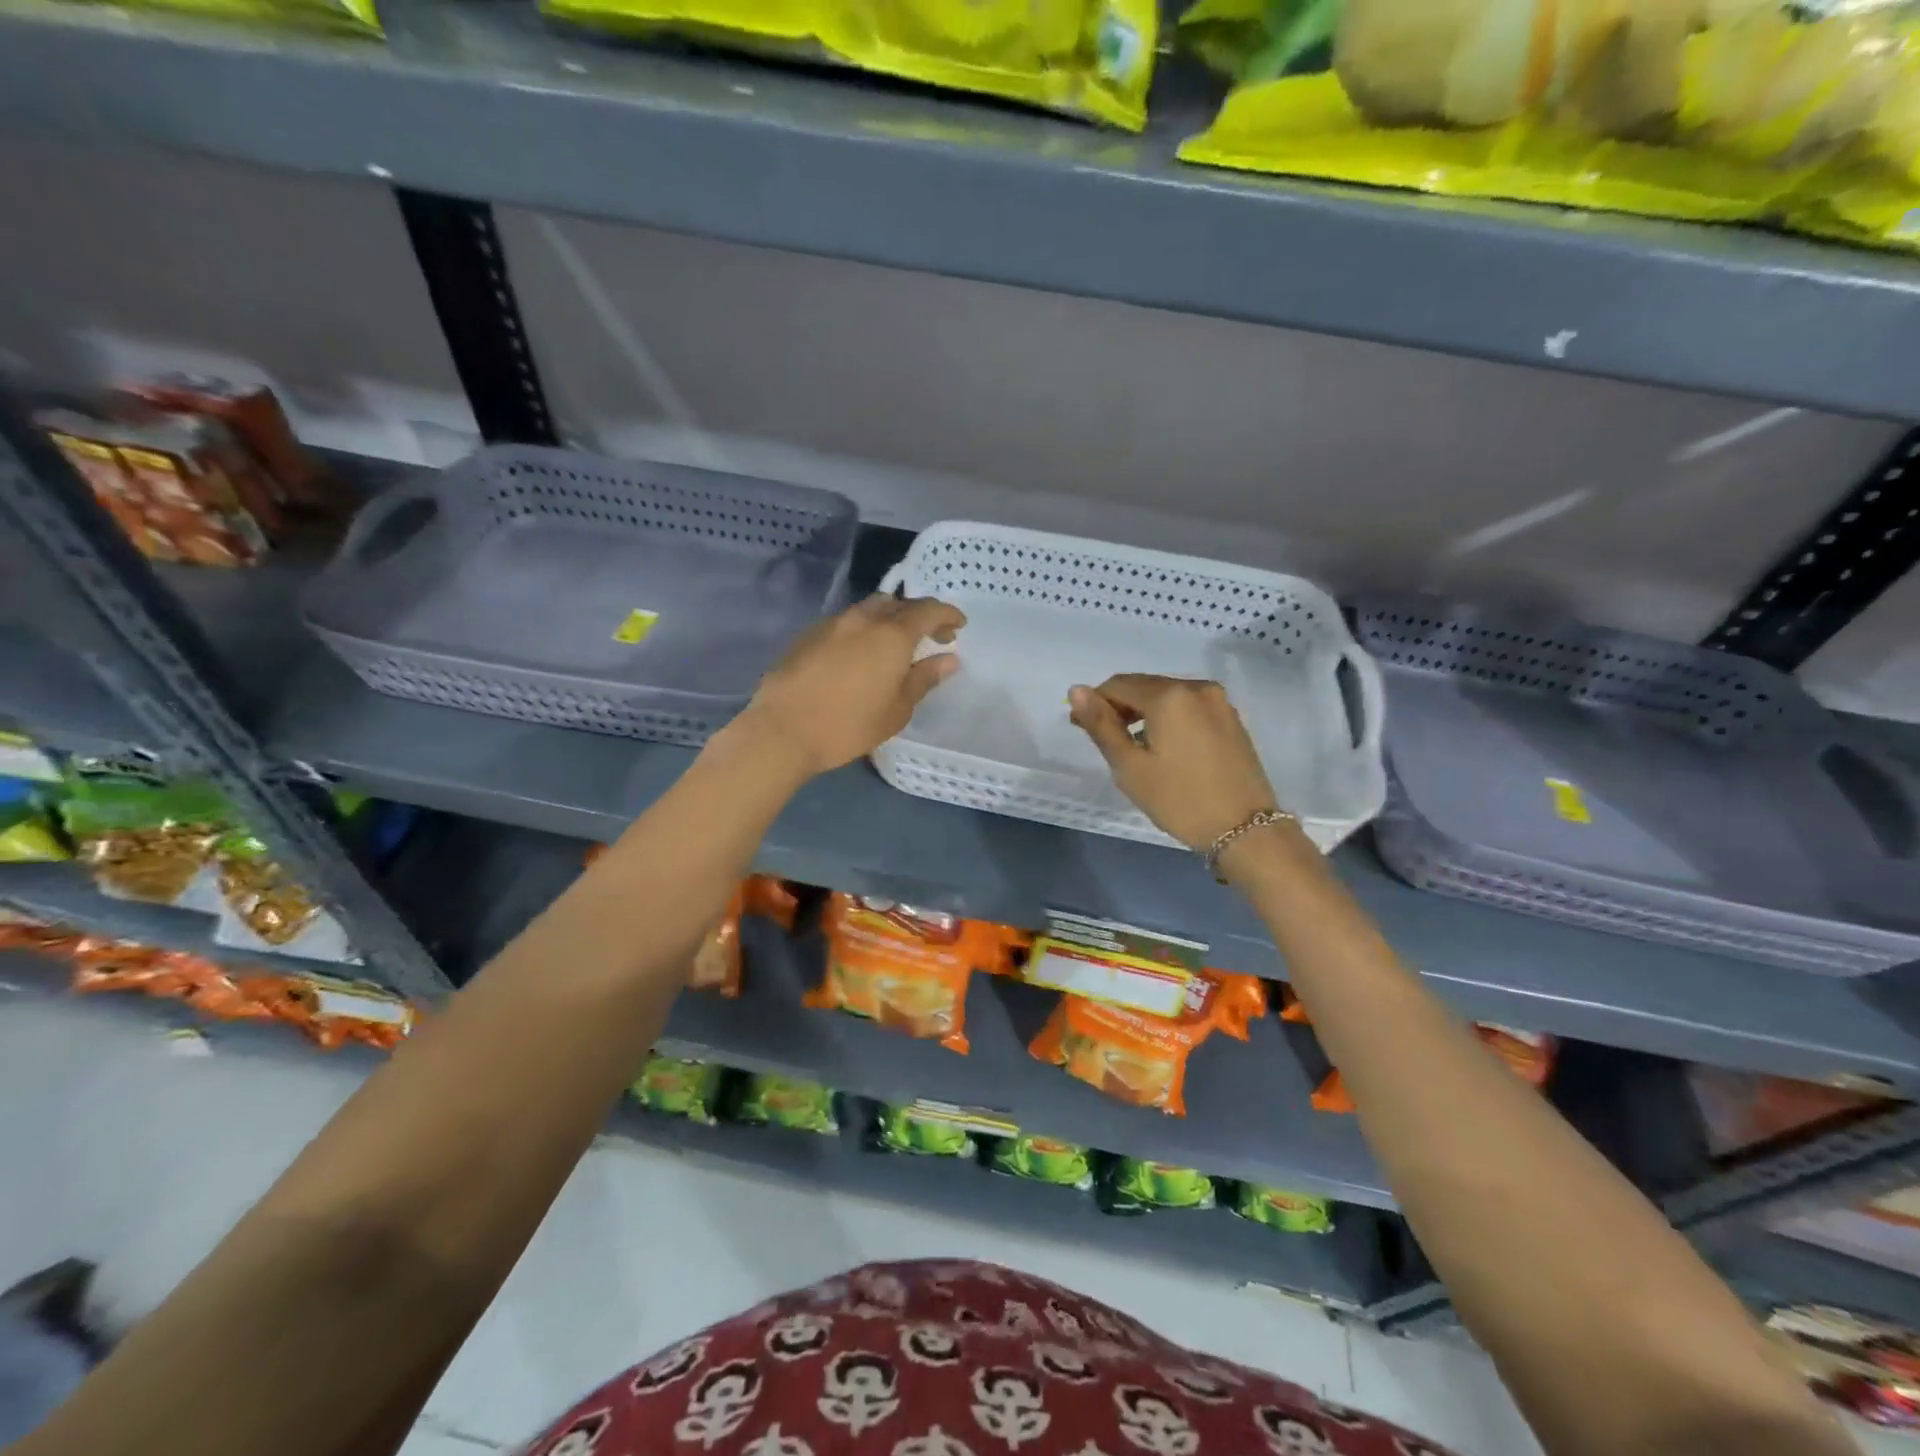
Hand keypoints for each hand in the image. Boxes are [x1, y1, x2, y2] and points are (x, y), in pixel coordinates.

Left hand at [739, 594, 965, 777]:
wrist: (782, 730)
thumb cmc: (848, 725)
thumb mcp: (896, 710)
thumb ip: (923, 679)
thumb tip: (948, 659)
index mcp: (891, 635)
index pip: (927, 610)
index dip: (947, 614)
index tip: (959, 626)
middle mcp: (863, 619)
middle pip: (898, 604)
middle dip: (919, 615)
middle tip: (931, 636)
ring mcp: (833, 624)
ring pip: (869, 609)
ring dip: (889, 619)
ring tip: (896, 644)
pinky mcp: (809, 635)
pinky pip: (847, 622)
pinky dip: (864, 629)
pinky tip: (862, 654)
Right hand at [1069, 675, 1279, 851]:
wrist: (1246, 830)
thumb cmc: (1180, 800)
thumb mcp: (1130, 766)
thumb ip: (1101, 725)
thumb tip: (1076, 690)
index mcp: (1168, 696)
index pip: (1118, 685)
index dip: (1094, 702)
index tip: (1081, 728)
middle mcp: (1196, 687)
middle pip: (1144, 686)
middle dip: (1120, 707)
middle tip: (1105, 741)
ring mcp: (1218, 702)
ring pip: (1167, 696)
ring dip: (1144, 713)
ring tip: (1134, 747)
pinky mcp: (1231, 719)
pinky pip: (1188, 707)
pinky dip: (1169, 718)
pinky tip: (1165, 747)